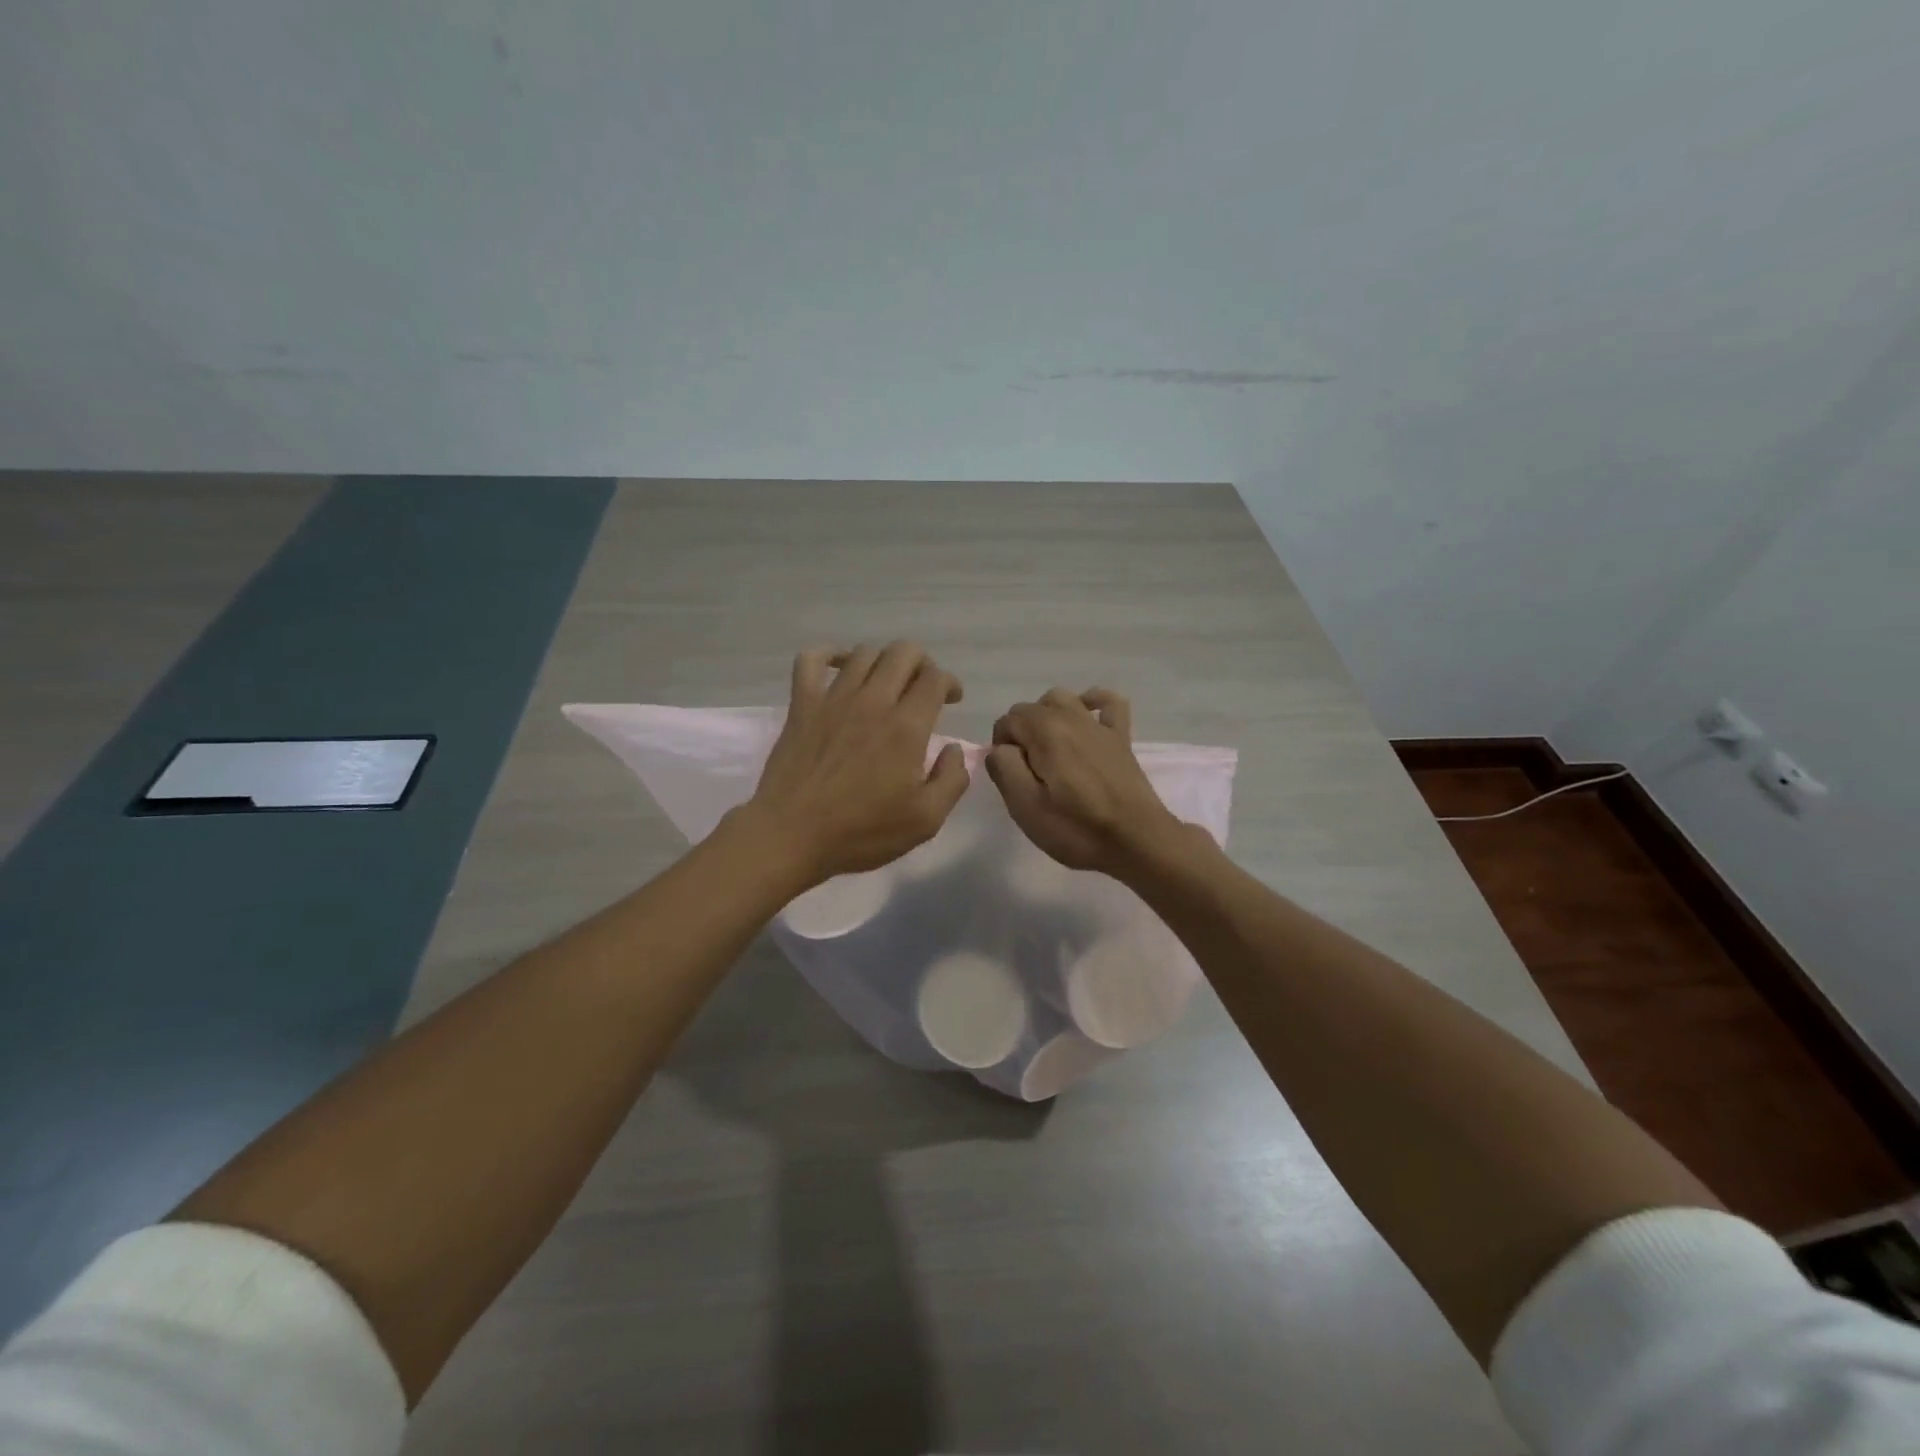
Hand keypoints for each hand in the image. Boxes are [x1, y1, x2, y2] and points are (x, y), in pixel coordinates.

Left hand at [745, 642, 968, 886]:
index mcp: (906, 726)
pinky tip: (839, 667)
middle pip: (903, 652)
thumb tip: (954, 748)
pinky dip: (828, 654)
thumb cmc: (862, 832)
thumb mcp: (926, 819)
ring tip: (886, 684)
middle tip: (922, 689)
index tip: (951, 700)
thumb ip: (952, 779)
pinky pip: (811, 659)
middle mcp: (872, 700)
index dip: (949, 682)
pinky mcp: (802, 704)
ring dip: (883, 662)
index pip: (935, 678)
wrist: (792, 835)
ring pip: (864, 653)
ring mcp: (833, 698)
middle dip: (922, 663)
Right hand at [985, 687, 1186, 876]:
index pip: (1006, 721)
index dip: (1001, 748)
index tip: (1011, 777)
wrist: (1136, 840)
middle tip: (1028, 773)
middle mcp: (1071, 716)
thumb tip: (1001, 749)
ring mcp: (1099, 725)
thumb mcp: (1025, 807)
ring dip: (1047, 716)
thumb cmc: (1076, 828)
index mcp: (1045, 731)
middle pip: (1030, 709)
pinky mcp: (1120, 737)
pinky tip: (1086, 716)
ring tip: (1048, 749)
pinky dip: (1093, 702)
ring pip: (1062, 699)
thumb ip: (1004, 768)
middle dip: (1021, 733)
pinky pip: (1107, 702)